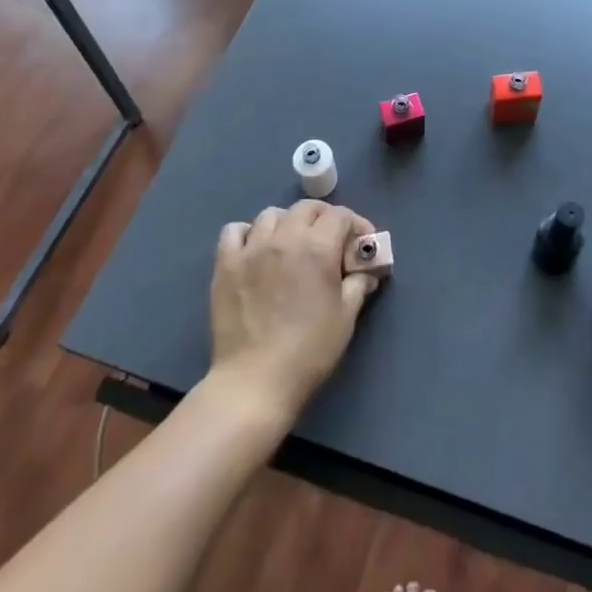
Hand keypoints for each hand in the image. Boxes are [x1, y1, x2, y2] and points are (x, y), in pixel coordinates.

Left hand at [208, 199, 377, 419]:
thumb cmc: (309, 351)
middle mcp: (285, 237)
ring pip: (272, 214)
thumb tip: (366, 271)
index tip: (361, 242)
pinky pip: (234, 231)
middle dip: (324, 218)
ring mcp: (251, 248)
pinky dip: (247, 233)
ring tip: (291, 244)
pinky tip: (255, 250)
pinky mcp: (226, 264)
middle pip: (307, 208)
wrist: (255, 383)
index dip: (356, 224)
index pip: (340, 215)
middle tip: (331, 240)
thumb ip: (358, 285)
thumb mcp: (345, 317)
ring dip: (288, 223)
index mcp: (318, 247)